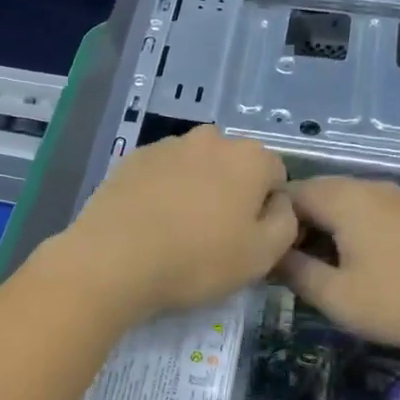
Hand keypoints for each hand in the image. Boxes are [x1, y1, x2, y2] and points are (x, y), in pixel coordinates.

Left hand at [42, 125, 295, 323]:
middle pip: (232, 166)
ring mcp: (166, 146)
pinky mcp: (129, 160)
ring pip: (193, 168)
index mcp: (250, 157)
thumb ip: (285, 223)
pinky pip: (159, 175)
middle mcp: (210, 139)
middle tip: (212, 237)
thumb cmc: (197, 260)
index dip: (266, 209)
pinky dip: (160, 194)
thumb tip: (278, 204)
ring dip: (193, 191)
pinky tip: (148, 226)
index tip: (247, 240)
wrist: (114, 260)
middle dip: (229, 194)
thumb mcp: (262, 256)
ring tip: (175, 233)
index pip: (274, 175)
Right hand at [279, 177, 399, 352]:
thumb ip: (294, 272)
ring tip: (315, 272)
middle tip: (284, 269)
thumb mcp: (335, 296)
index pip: (287, 194)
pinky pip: (366, 215)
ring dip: (321, 233)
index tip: (261, 258)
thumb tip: (270, 257)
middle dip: (294, 228)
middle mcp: (368, 187)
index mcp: (343, 198)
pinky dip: (348, 234)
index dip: (268, 224)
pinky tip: (353, 267)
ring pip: (342, 206)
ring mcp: (397, 199)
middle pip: (315, 196)